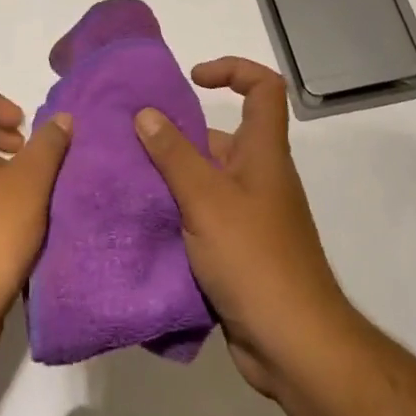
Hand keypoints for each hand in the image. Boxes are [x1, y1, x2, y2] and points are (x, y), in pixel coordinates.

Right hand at [135, 57, 349, 396]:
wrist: (292, 344)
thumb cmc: (254, 258)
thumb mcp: (206, 199)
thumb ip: (173, 155)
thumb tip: (146, 113)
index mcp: (262, 153)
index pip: (263, 89)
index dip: (233, 70)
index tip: (193, 80)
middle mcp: (258, 177)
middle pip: (220, 137)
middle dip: (177, 135)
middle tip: (130, 141)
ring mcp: (249, 216)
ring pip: (205, 180)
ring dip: (169, 178)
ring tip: (123, 180)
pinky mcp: (237, 250)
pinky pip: (202, 217)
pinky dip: (176, 214)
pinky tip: (140, 221)